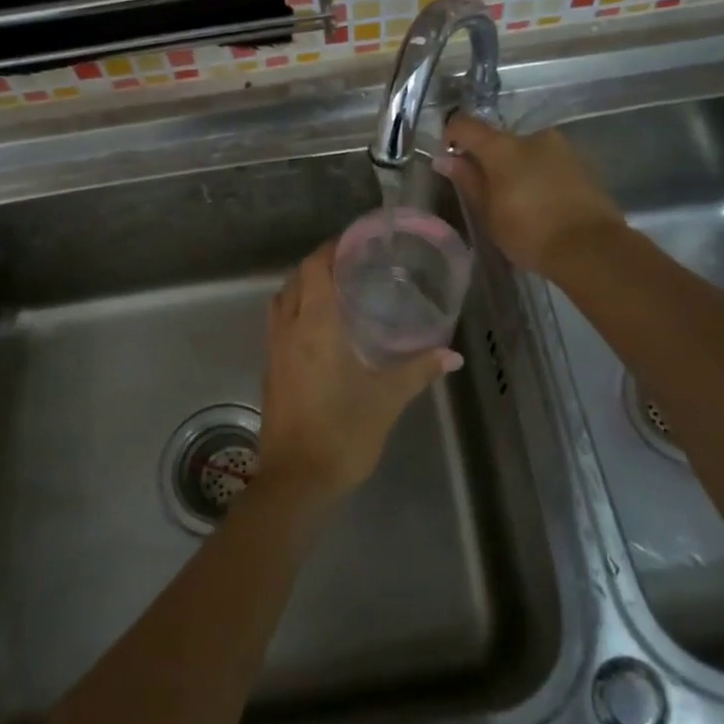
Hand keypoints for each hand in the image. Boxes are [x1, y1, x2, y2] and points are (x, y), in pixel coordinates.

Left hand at [257, 241, 461, 504]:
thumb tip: (452, 355)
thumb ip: (418, 371)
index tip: (355, 242)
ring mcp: (274, 351)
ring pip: (281, 302)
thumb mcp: (387, 399)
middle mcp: (288, 331)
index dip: (331, 249)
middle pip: (295, 281)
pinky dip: (296, 312)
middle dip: (318, 265)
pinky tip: (321, 329)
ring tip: (336, 291)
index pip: (314, 269)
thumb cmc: (342, 433)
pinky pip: (279, 325)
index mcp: (314, 327)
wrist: (296, 480)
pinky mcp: (270, 371)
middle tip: (352, 265)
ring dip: (302, 288)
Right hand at [439, 113, 625, 276]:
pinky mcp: (583, 164)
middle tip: (488, 194)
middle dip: (489, 161)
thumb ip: (468, 181)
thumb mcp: (488, 214)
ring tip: (519, 204)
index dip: (452, 135)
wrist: (591, 248)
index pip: (466, 124)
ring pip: (527, 152)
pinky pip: (549, 164)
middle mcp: (534, 137)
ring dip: (517, 169)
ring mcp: (562, 148)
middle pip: (500, 140)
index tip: (449, 157)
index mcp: (503, 147)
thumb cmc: (529, 233)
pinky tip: (543, 206)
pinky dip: (540, 177)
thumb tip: (447, 160)